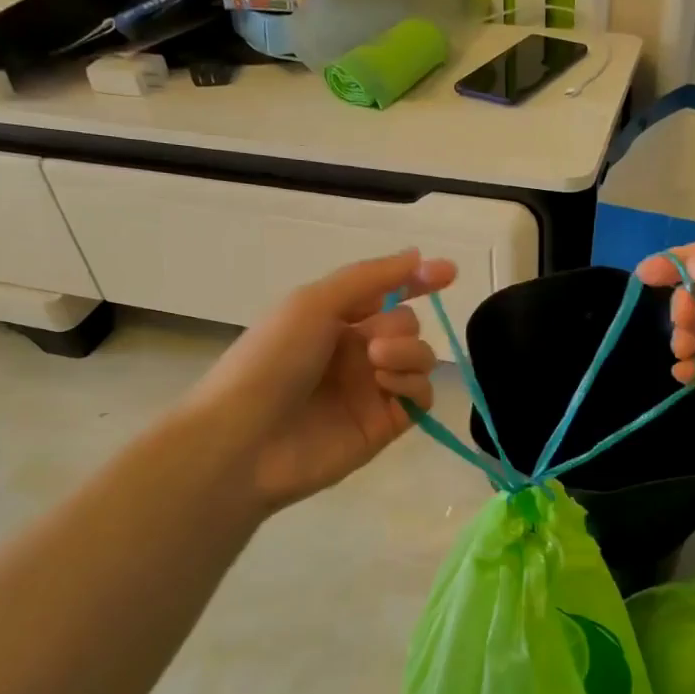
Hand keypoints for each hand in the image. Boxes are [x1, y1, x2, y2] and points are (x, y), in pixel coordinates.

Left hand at [186, 250, 455, 512]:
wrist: (246, 438)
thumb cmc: (272, 360)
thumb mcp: (313, 302)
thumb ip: (370, 278)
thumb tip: (417, 255)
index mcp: (335, 318)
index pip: (388, 292)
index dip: (418, 280)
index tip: (448, 273)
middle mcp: (357, 351)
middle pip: (409, 325)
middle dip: (400, 327)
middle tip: (371, 345)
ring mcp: (372, 389)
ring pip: (421, 358)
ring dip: (409, 352)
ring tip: (377, 364)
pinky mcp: (385, 425)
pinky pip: (422, 396)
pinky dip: (413, 384)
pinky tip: (387, 387)